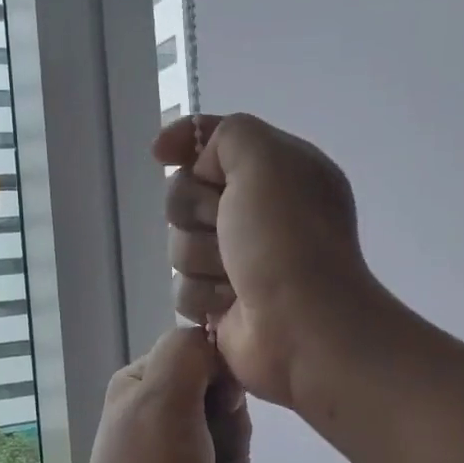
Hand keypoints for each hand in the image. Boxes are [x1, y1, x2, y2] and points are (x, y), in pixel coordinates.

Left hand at [72, 327, 251, 462]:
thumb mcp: (165, 399)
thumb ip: (188, 354)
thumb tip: (210, 342)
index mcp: (144, 382)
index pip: (208, 359)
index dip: (225, 387)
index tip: (219, 412)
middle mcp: (154, 414)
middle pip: (226, 407)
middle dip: (231, 438)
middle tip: (209, 459)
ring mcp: (169, 456)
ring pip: (233, 448)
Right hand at [152, 113, 377, 408]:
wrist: (302, 327)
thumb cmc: (287, 239)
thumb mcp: (266, 160)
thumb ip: (229, 135)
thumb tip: (200, 162)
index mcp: (278, 172)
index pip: (216, 142)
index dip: (186, 142)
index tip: (161, 153)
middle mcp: (258, 212)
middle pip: (186, 194)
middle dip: (195, 211)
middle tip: (223, 226)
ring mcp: (239, 260)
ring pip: (179, 244)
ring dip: (200, 258)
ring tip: (233, 275)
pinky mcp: (221, 302)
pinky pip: (182, 288)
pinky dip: (202, 296)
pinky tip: (229, 306)